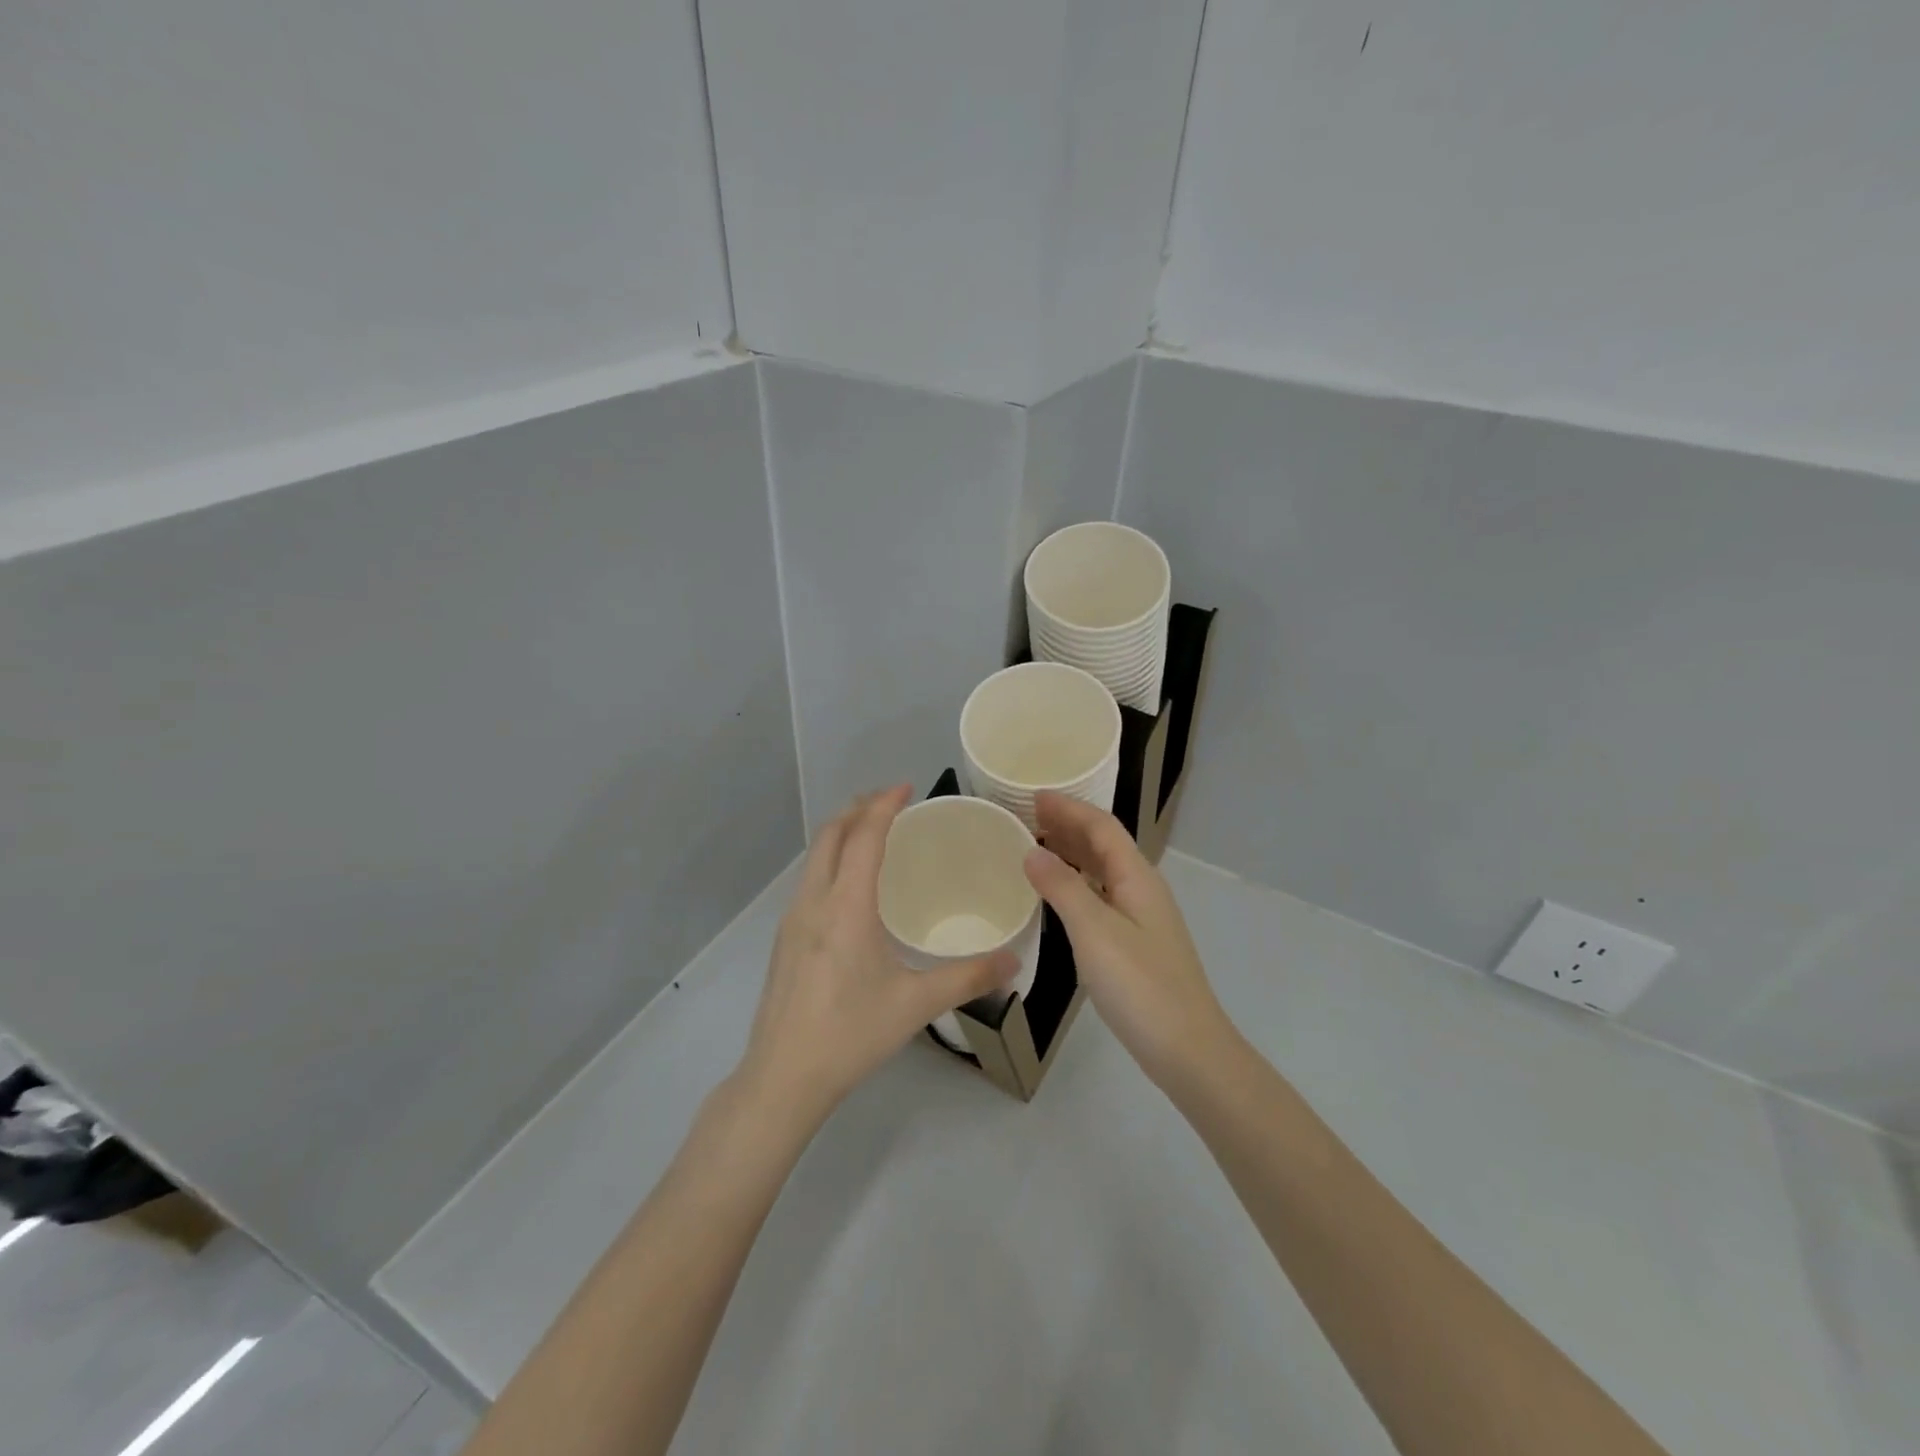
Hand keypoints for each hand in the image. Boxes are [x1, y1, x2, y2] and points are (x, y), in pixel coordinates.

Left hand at [738, 786, 1016, 1120]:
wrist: (782, 1077)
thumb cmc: (851, 1034)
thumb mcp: (915, 1004)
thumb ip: (968, 978)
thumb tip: (1014, 962)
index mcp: (846, 906)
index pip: (864, 837)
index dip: (884, 805)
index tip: (906, 786)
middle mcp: (813, 902)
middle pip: (830, 835)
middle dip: (858, 809)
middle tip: (891, 802)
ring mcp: (792, 920)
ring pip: (814, 856)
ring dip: (841, 833)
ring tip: (871, 833)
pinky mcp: (784, 939)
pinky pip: (809, 880)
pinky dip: (831, 860)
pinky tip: (850, 886)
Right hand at [1023, 790, 1233, 1088]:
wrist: (1188, 1049)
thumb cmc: (1140, 986)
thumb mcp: (1094, 932)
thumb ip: (1062, 888)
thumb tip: (1032, 851)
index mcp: (1138, 877)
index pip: (1102, 826)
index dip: (1069, 808)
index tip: (1033, 797)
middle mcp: (1143, 889)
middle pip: (1105, 844)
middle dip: (1069, 825)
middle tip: (1027, 817)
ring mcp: (1142, 917)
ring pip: (1103, 871)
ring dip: (1072, 853)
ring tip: (1036, 847)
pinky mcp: (1137, 943)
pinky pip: (1102, 896)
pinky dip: (1077, 884)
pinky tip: (1059, 896)